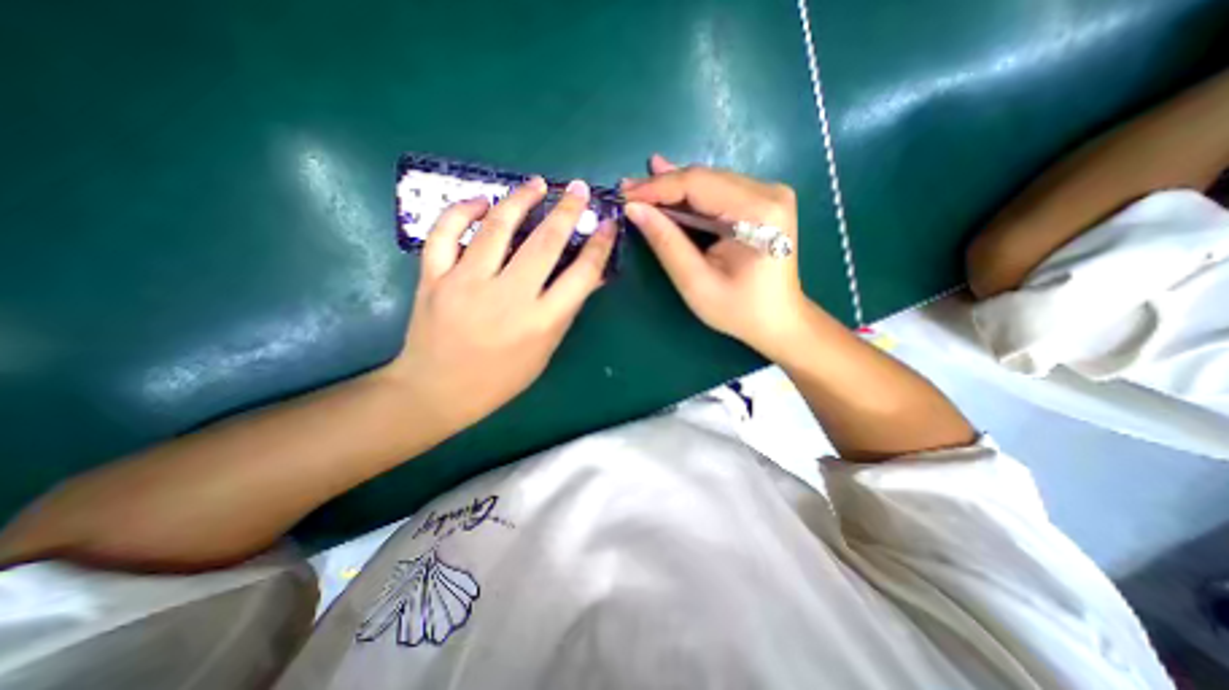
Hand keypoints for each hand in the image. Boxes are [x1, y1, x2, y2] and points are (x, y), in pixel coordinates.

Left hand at [384, 178, 614, 433]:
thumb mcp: (545, 351)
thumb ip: (567, 311)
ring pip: (496, 227)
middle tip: (577, 189)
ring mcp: (466, 283)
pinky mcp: (433, 277)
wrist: (437, 391)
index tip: (607, 223)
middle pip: (545, 242)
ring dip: (520, 199)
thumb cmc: (500, 379)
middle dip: (567, 210)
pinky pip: (445, 233)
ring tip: (535, 184)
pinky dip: (462, 210)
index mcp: (541, 321)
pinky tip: (480, 201)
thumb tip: (591, 276)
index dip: (599, 244)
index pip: (582, 274)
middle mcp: (508, 297)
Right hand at [625, 154, 808, 354]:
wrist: (778, 319)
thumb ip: (666, 243)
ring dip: (673, 188)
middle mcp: (768, 192)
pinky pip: (718, 191)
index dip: (657, 188)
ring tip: (639, 188)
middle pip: (704, 179)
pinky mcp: (763, 201)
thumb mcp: (696, 282)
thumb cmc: (738, 310)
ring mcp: (768, 194)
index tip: (624, 193)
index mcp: (759, 212)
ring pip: (709, 182)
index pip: (698, 185)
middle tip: (626, 190)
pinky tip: (667, 184)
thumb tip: (634, 209)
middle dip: (661, 186)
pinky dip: (690, 195)